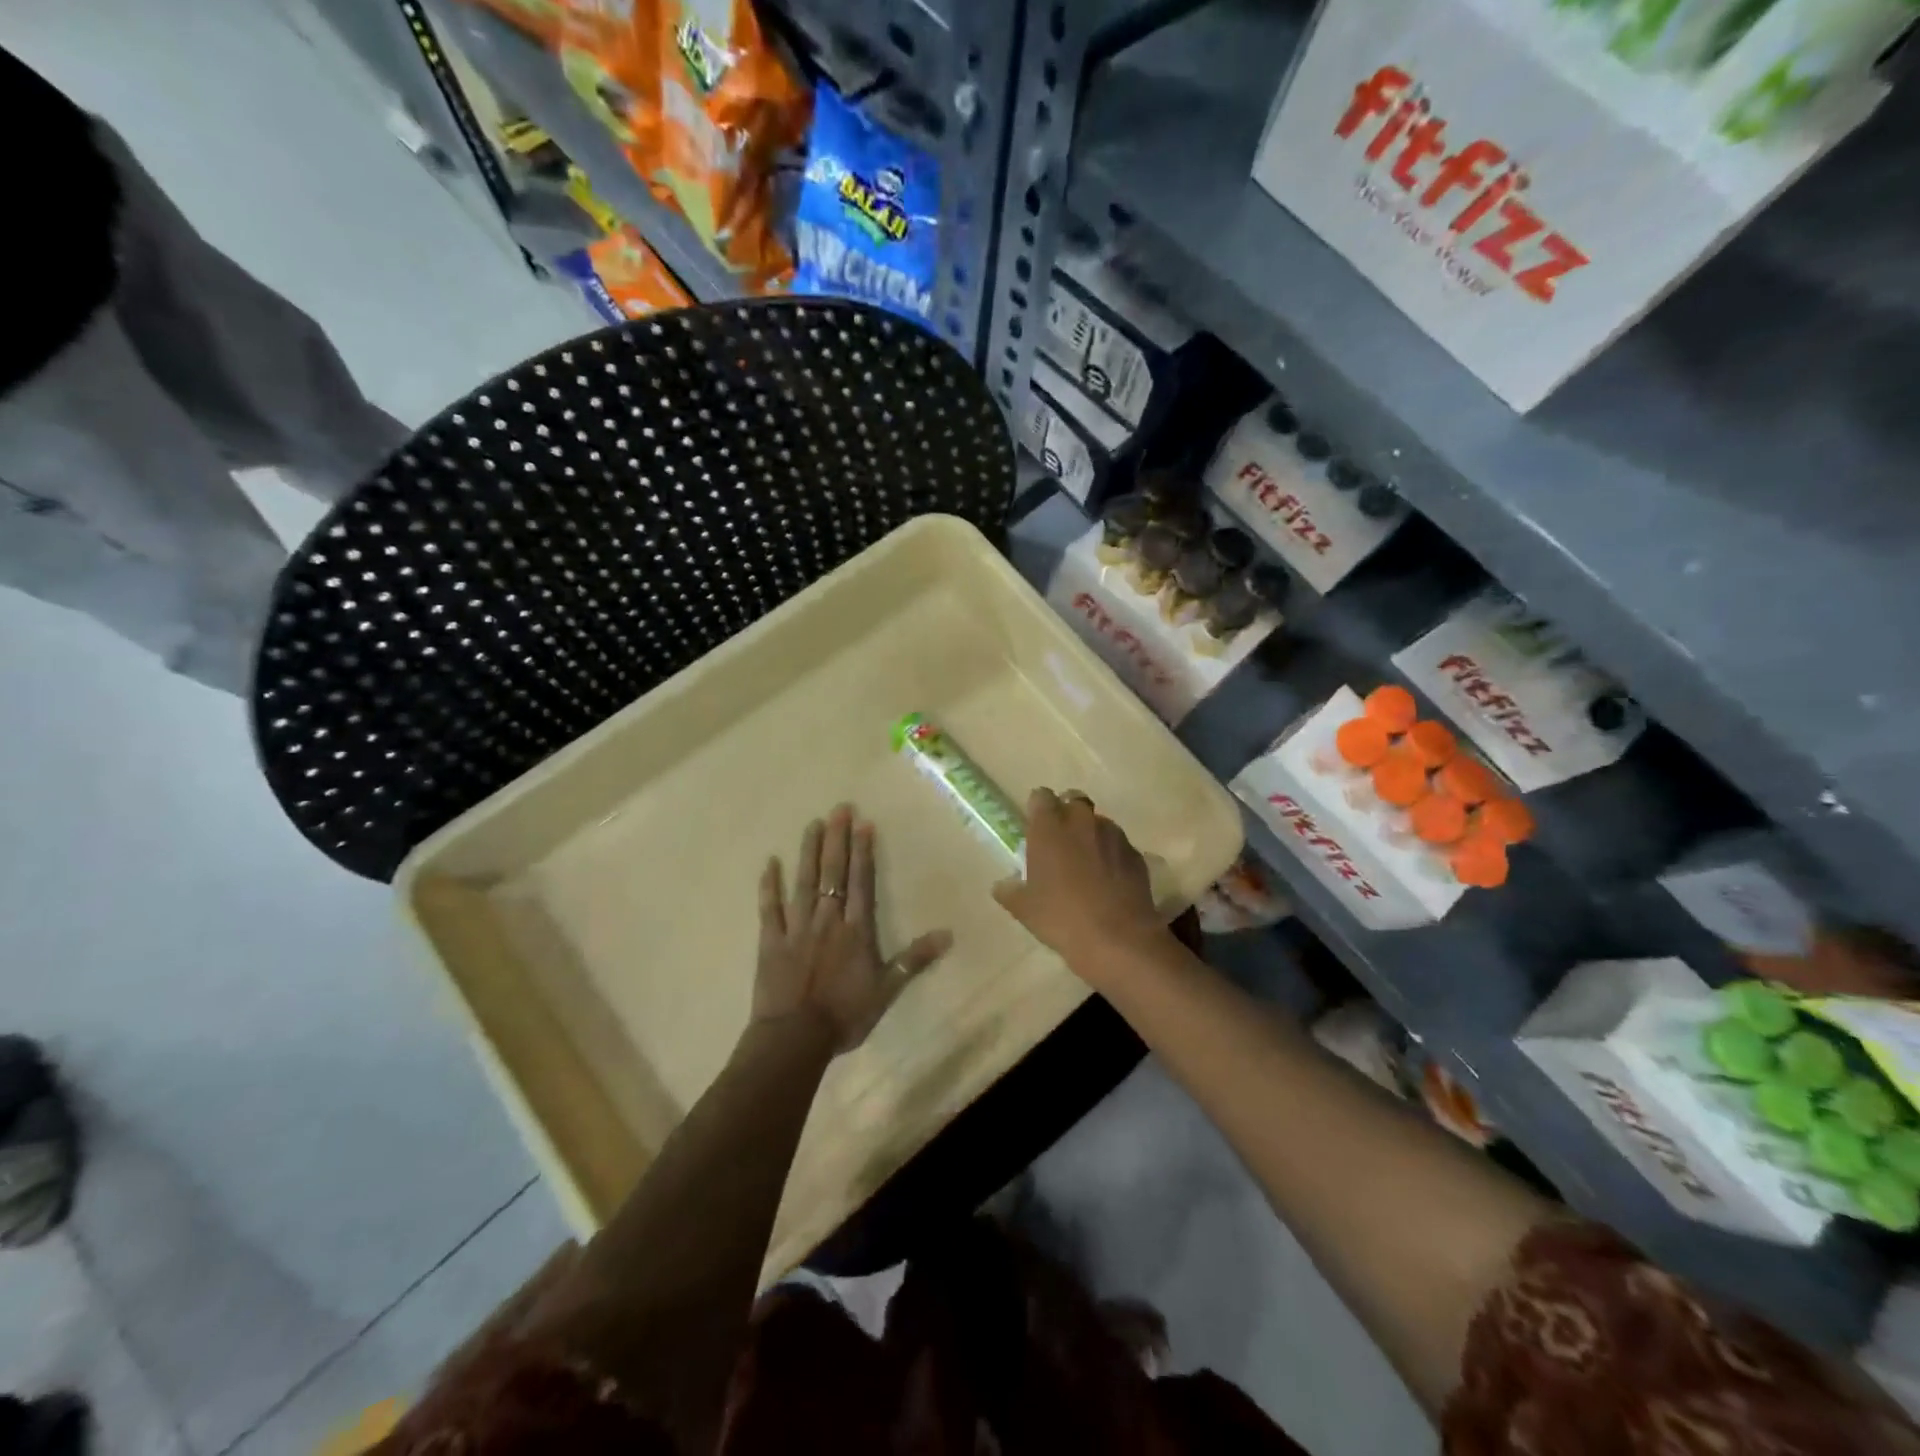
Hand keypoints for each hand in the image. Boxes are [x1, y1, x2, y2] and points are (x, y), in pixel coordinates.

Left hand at [754, 805, 952, 1053]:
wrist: (796, 1038)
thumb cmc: (845, 1014)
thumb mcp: (888, 990)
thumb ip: (915, 960)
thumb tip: (948, 934)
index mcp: (855, 929)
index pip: (861, 882)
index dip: (863, 852)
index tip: (863, 824)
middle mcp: (827, 919)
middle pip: (832, 873)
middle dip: (836, 840)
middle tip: (838, 809)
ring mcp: (797, 928)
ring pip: (803, 882)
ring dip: (808, 852)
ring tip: (812, 824)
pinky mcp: (771, 941)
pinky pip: (770, 908)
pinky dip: (769, 885)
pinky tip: (769, 862)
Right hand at [993, 789, 1166, 974]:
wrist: (1117, 939)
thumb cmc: (1061, 918)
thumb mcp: (1024, 909)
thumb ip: (1010, 891)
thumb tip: (1002, 885)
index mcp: (1049, 827)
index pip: (1041, 797)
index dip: (1038, 809)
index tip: (1036, 827)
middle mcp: (1082, 821)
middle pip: (1073, 800)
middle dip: (1067, 814)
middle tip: (1060, 842)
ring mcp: (1113, 835)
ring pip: (1098, 822)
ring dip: (1091, 834)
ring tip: (1087, 864)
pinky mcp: (1136, 854)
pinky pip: (1119, 845)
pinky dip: (1112, 855)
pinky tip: (1109, 881)